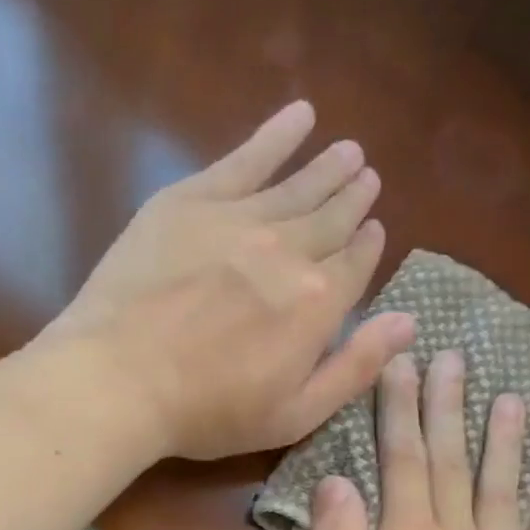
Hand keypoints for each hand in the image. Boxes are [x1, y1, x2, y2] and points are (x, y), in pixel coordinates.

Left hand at [52, 100, 414, 460]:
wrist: (120, 378)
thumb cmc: (211, 411)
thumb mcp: (297, 413)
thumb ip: (356, 367)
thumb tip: (409, 321)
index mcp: (318, 303)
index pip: (356, 264)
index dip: (368, 246)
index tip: (375, 229)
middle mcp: (289, 250)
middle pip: (332, 218)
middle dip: (354, 198)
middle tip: (368, 177)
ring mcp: (239, 219)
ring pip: (298, 185)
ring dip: (327, 167)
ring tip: (348, 150)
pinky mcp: (191, 200)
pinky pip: (245, 158)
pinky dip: (276, 135)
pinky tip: (300, 115)